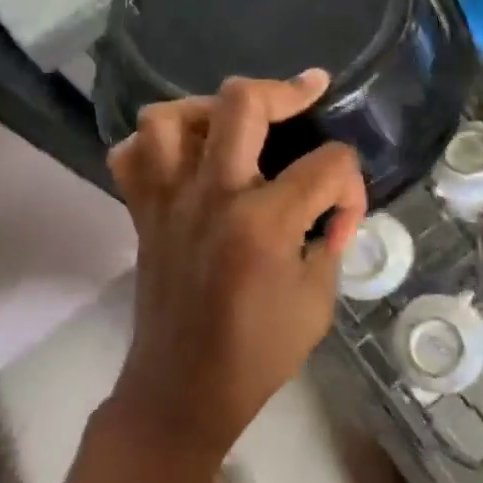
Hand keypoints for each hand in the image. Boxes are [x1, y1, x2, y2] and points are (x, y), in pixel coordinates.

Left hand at [104, 71, 367, 464]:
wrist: (182, 391)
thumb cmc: (258, 354)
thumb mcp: (317, 299)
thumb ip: (328, 238)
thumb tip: (329, 205)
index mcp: (264, 224)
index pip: (327, 165)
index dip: (350, 184)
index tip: (344, 214)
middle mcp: (211, 196)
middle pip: (242, 103)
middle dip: (286, 91)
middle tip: (308, 91)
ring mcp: (168, 200)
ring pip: (169, 116)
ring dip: (208, 108)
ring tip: (233, 125)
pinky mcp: (142, 212)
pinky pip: (132, 155)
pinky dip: (156, 144)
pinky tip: (185, 157)